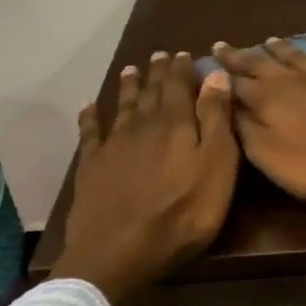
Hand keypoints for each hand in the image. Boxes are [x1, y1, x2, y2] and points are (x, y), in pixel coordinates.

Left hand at [50, 51, 239, 303]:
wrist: (120, 251)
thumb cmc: (183, 212)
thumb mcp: (216, 166)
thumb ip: (217, 119)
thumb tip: (215, 74)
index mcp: (176, 123)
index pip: (180, 85)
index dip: (183, 69)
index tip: (185, 54)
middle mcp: (142, 124)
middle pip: (150, 92)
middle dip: (157, 73)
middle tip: (160, 56)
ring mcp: (113, 145)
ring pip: (122, 106)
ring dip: (128, 87)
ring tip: (131, 70)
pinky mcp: (91, 166)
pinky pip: (90, 132)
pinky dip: (90, 117)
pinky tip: (88, 107)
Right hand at [213, 38, 305, 202]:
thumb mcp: (269, 157)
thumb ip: (244, 129)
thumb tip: (225, 104)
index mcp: (269, 98)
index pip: (236, 82)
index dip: (218, 73)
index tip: (204, 59)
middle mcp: (295, 80)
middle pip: (263, 64)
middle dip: (241, 55)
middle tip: (224, 45)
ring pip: (299, 58)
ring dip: (281, 49)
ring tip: (268, 40)